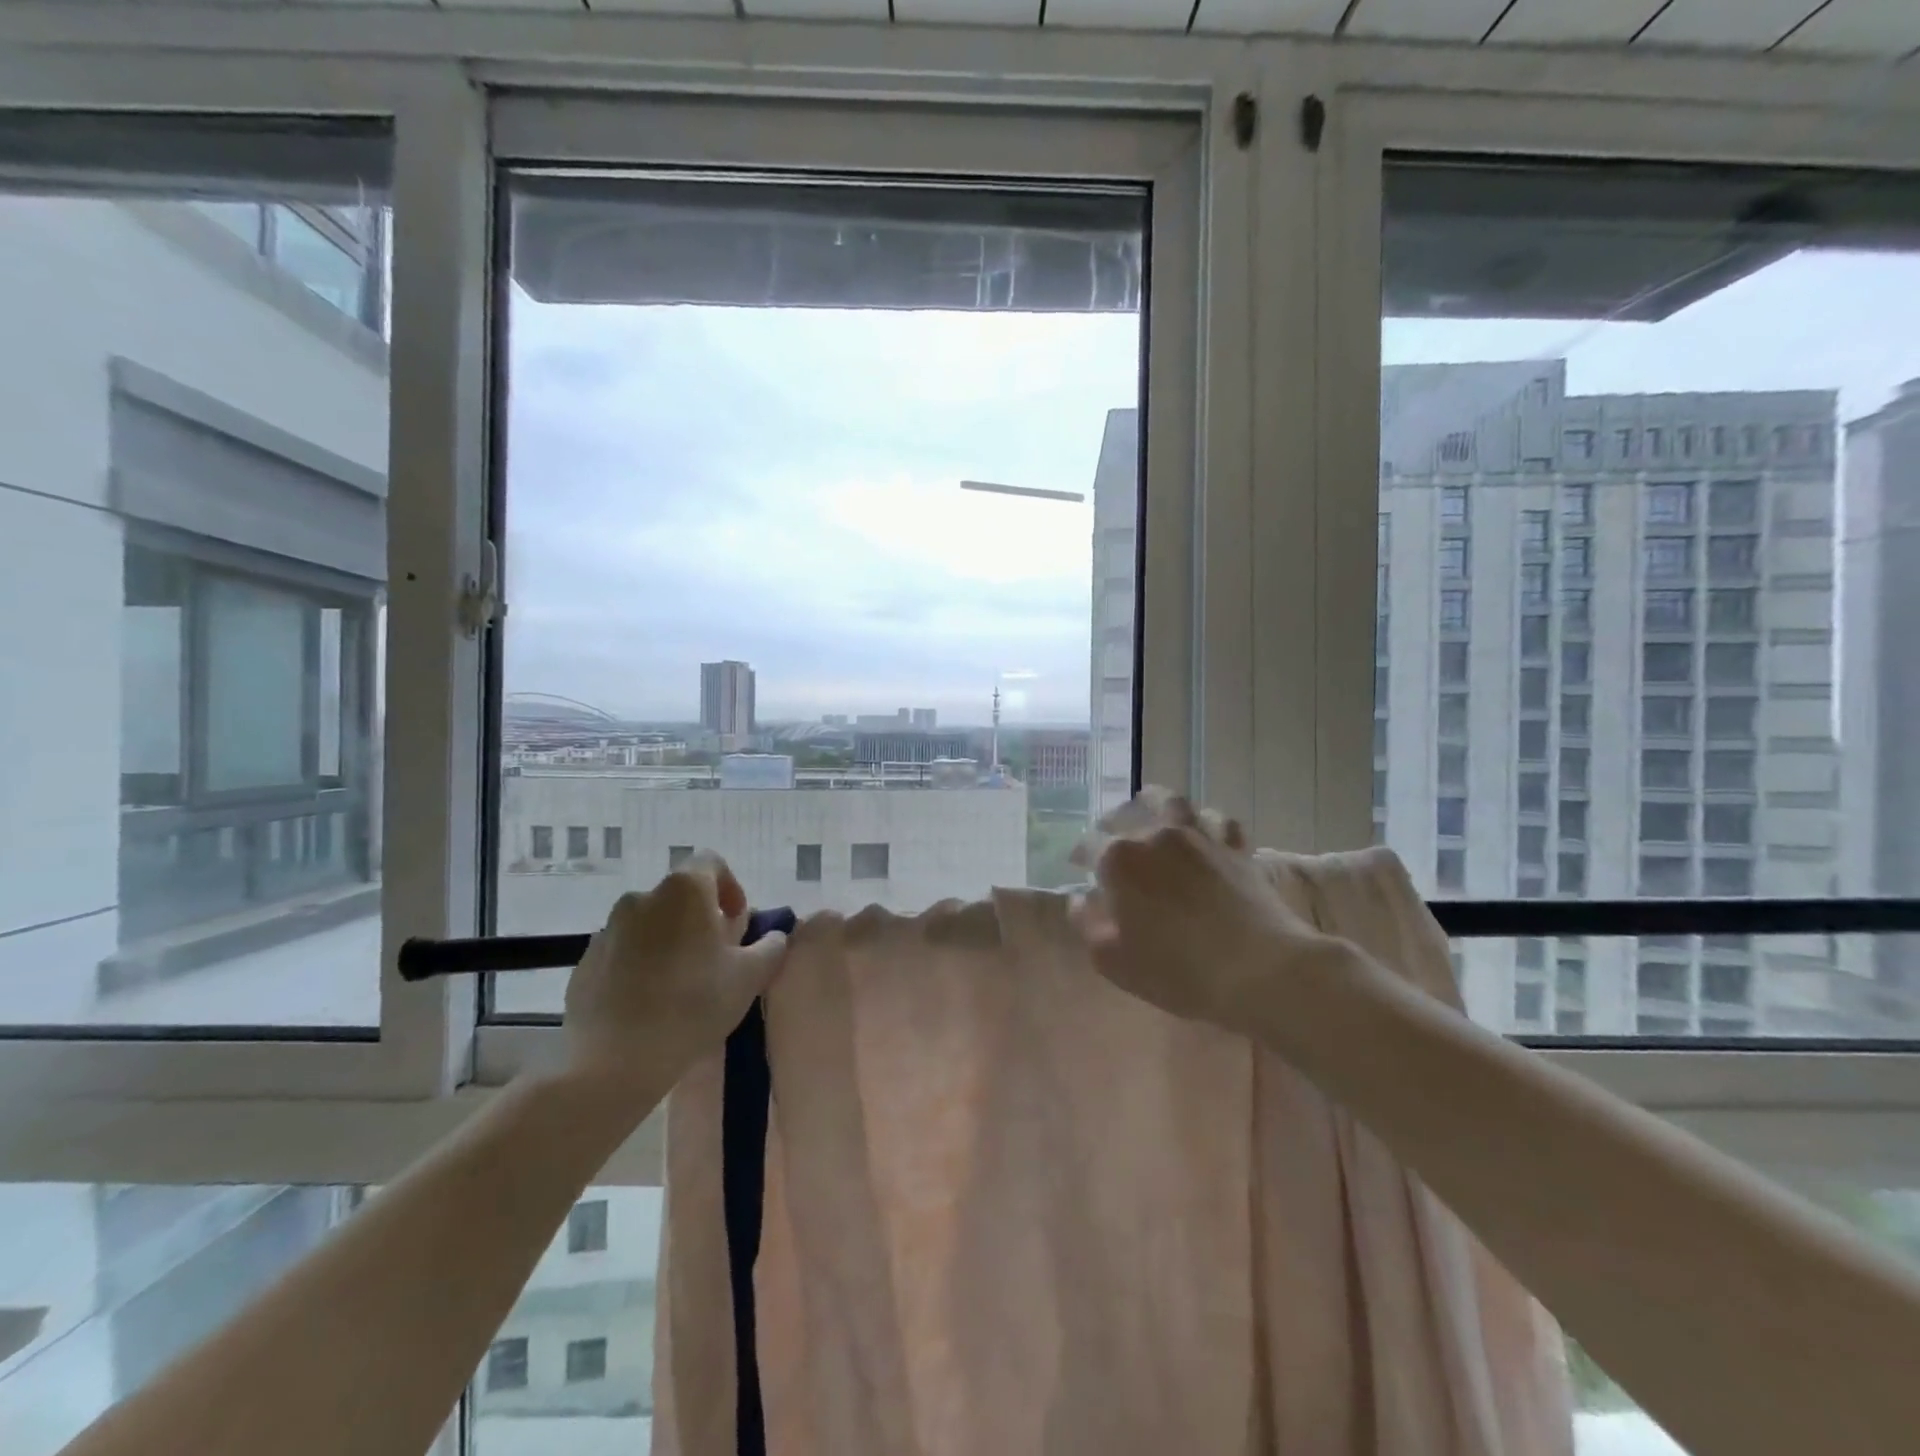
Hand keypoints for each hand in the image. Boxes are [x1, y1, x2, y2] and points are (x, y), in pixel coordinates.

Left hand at [562, 852, 786, 1096]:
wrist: (612, 1061)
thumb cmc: (692, 1006)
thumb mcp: (750, 978)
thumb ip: (770, 947)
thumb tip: (773, 936)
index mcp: (684, 890)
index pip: (711, 862)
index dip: (730, 886)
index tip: (737, 922)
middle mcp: (642, 897)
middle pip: (680, 895)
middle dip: (700, 918)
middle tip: (715, 957)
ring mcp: (608, 929)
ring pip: (650, 923)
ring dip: (669, 941)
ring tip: (681, 984)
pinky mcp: (585, 962)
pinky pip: (623, 952)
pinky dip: (639, 964)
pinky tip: (649, 1002)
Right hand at [1072, 794, 1347, 1033]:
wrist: (1259, 970)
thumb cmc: (1177, 971)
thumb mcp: (1113, 961)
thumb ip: (1087, 924)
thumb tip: (1080, 900)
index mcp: (1119, 860)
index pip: (1088, 845)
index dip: (1080, 854)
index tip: (1078, 865)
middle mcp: (1155, 836)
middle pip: (1127, 814)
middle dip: (1112, 823)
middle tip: (1109, 835)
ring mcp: (1199, 837)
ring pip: (1173, 802)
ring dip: (1155, 802)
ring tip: (1150, 808)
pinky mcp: (1235, 847)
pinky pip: (1218, 820)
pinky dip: (1205, 821)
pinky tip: (1203, 830)